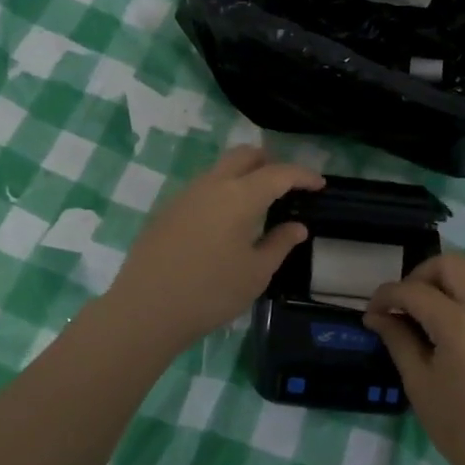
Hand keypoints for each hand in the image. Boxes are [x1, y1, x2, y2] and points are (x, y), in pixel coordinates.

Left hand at [105, 147, 322, 352]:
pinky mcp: (167, 210)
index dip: (302, 176)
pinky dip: (222, 192)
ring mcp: (185, 195)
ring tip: (257, 204)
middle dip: (270, 162)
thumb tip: (297, 226)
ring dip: (243, 175)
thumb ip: (279, 244)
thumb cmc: (210, 292)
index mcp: (239, 196)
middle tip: (287, 186)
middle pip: (245, 155)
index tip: (319, 184)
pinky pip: (203, 188)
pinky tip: (225, 222)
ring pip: (220, 169)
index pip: (279, 173)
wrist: (145, 309)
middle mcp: (212, 185)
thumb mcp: (255, 273)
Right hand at [365, 254, 464, 464]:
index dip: (387, 296)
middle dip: (420, 275)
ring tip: (439, 299)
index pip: (414, 291)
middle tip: (406, 303)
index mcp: (458, 326)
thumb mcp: (419, 384)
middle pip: (450, 263)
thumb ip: (398, 340)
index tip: (373, 311)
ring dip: (455, 273)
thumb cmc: (460, 428)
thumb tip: (377, 315)